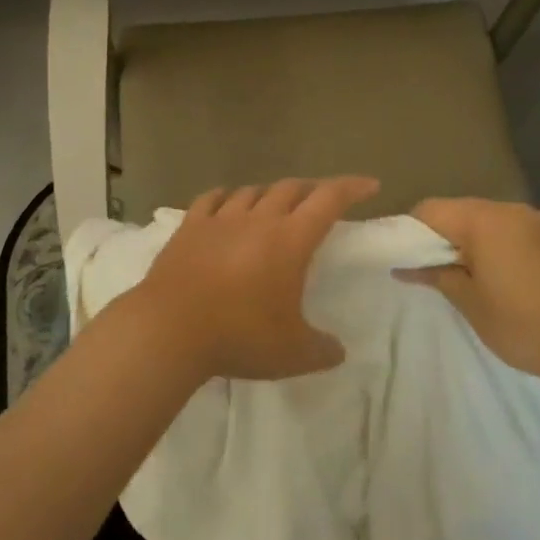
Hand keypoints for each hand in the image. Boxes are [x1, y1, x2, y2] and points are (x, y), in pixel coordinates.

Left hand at [137, 177, 378, 382]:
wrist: (169, 330)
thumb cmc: (240, 336)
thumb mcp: (293, 354)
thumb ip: (322, 350)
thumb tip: (339, 351)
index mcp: (291, 239)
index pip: (329, 199)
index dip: (352, 187)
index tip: (370, 184)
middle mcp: (259, 219)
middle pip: (292, 188)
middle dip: (313, 189)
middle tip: (323, 200)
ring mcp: (221, 219)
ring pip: (253, 191)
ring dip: (271, 194)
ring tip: (276, 205)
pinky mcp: (190, 227)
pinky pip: (212, 199)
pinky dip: (227, 197)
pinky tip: (227, 202)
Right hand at [401, 198, 539, 386]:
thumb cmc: (524, 326)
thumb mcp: (471, 305)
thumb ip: (437, 276)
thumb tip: (404, 267)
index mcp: (483, 221)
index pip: (432, 209)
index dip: (414, 231)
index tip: (413, 259)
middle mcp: (513, 210)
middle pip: (465, 211)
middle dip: (450, 236)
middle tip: (448, 274)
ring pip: (497, 220)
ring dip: (483, 240)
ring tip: (487, 279)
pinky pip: (526, 230)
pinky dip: (513, 245)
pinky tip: (523, 278)